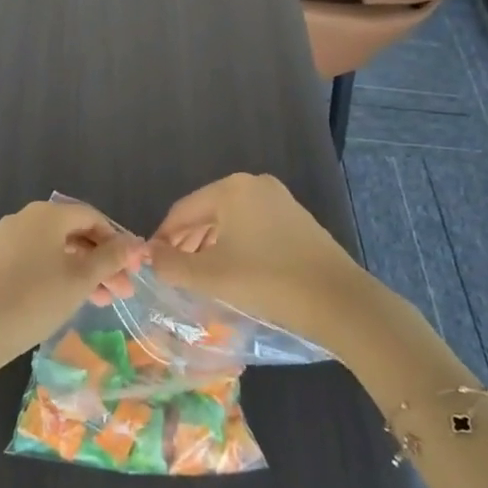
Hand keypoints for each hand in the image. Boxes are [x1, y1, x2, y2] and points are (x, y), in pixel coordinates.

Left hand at [0, 201, 144, 374]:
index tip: (133, 269)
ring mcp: (10, 238)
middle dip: (103, 261)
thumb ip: (111, 258)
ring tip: (105, 301)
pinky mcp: (0, 259)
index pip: (92, 217)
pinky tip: (75, 297)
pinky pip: (39, 258)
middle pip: (75, 232)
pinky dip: (61, 273)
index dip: (117, 241)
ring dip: (84, 271)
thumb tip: (136, 243)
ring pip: (58, 248)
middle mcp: (27, 218)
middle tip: (123, 290)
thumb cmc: (37, 298)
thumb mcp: (81, 279)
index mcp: (47, 214)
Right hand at [146, 174, 377, 359]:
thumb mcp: (208, 276)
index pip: (181, 212)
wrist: (339, 302)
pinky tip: (232, 272)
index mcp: (231, 189)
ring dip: (209, 246)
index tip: (150, 264)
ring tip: (198, 276)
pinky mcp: (297, 222)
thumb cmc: (266, 281)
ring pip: (229, 222)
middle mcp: (255, 185)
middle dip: (185, 243)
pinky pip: (253, 229)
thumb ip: (170, 265)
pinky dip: (235, 247)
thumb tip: (148, 257)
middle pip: (206, 213)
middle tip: (172, 272)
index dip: (161, 239)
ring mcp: (280, 201)